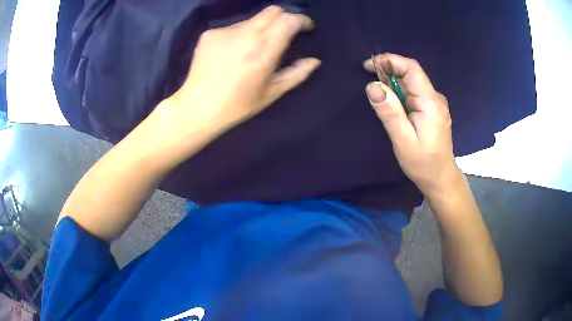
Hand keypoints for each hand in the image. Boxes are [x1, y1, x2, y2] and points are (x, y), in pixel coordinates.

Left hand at [162, 6, 320, 138]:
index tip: (306, 27)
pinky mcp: (209, 34)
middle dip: (284, 18)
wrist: (197, 108)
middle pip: (272, 11)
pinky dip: (241, 34)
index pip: (288, 20)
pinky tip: (234, 52)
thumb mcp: (271, 93)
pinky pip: (233, 27)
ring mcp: (224, 32)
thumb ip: (296, 74)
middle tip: (285, 33)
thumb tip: (314, 61)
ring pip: (252, 19)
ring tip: (254, 48)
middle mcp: (244, 35)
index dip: (301, 20)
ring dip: (261, 28)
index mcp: (262, 51)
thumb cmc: (237, 106)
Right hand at [364, 54, 459, 195]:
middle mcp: (436, 98)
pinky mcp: (433, 109)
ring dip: (393, 80)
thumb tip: (372, 86)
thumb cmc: (423, 163)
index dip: (390, 60)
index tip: (369, 65)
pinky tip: (392, 100)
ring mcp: (436, 103)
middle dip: (389, 69)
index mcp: (431, 103)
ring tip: (377, 90)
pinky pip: (415, 91)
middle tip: (368, 78)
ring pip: (412, 81)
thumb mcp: (403, 141)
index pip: (412, 68)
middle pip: (412, 73)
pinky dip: (400, 90)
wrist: (441, 178)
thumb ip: (390, 112)